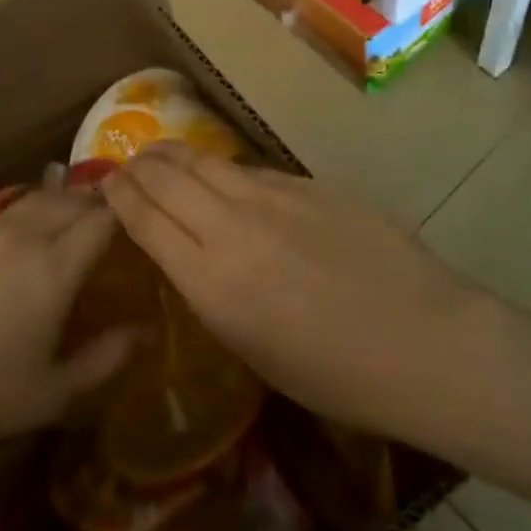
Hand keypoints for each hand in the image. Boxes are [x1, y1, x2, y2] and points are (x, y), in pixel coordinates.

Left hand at [0, 192, 134, 468]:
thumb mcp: (51, 395)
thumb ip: (106, 359)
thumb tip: (147, 330)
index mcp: (55, 268)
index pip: (103, 218)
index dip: (127, 211)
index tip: (144, 217)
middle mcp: (25, 235)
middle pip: (72, 199)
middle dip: (99, 201)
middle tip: (116, 215)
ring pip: (38, 198)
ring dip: (64, 199)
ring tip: (77, 213)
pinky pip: (7, 210)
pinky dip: (31, 210)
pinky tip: (28, 230)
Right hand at [100, 143, 487, 442]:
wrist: (425, 341)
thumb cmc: (338, 376)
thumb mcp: (254, 350)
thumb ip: (212, 291)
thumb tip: (190, 252)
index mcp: (212, 282)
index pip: (144, 219)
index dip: (118, 197)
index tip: (105, 188)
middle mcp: (231, 227)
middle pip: (165, 176)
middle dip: (137, 167)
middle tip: (127, 167)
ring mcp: (272, 197)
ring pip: (204, 160)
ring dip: (173, 155)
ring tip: (161, 156)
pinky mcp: (306, 183)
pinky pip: (249, 170)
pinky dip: (223, 171)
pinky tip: (226, 179)